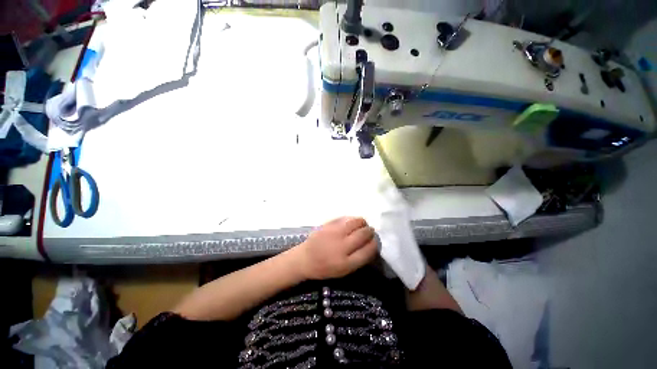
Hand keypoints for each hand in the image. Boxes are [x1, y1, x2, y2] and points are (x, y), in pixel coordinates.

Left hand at [294, 217, 377, 279]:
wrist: (305, 259)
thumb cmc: (325, 268)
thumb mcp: (344, 271)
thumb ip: (358, 259)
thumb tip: (371, 244)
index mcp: (346, 263)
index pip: (368, 250)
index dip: (375, 244)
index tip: (375, 241)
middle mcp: (341, 246)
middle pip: (363, 234)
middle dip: (370, 232)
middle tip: (370, 231)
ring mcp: (334, 233)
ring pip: (356, 222)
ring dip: (362, 222)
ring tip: (362, 225)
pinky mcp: (328, 224)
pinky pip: (345, 218)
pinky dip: (352, 219)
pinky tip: (351, 223)